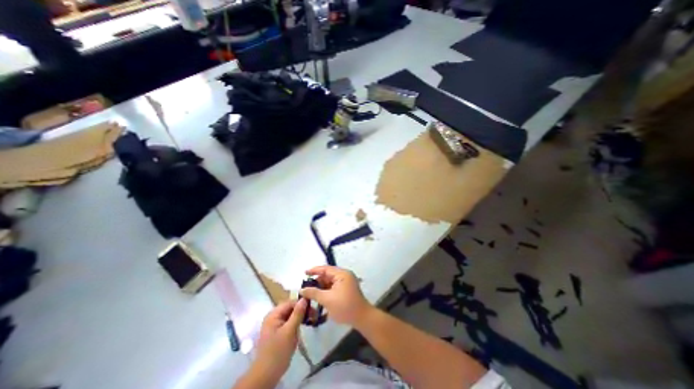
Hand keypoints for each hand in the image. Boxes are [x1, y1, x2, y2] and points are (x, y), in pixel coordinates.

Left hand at [254, 299, 305, 381]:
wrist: (266, 375)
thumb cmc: (278, 352)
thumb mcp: (290, 331)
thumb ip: (297, 314)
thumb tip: (304, 298)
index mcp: (273, 314)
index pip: (290, 302)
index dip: (302, 303)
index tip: (313, 309)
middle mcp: (273, 316)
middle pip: (290, 308)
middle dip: (302, 310)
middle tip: (314, 315)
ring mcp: (275, 324)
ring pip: (291, 315)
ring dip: (300, 317)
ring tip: (310, 320)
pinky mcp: (278, 331)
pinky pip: (289, 322)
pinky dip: (296, 323)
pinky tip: (303, 326)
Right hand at [300, 267, 374, 325]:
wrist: (362, 318)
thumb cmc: (345, 307)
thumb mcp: (327, 300)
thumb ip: (314, 293)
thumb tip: (302, 290)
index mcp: (342, 274)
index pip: (325, 269)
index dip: (314, 270)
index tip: (304, 273)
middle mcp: (344, 275)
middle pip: (327, 275)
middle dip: (317, 281)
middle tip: (305, 287)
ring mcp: (346, 282)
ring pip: (330, 282)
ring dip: (321, 287)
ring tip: (310, 293)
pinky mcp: (346, 289)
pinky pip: (333, 287)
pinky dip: (326, 291)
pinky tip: (319, 297)